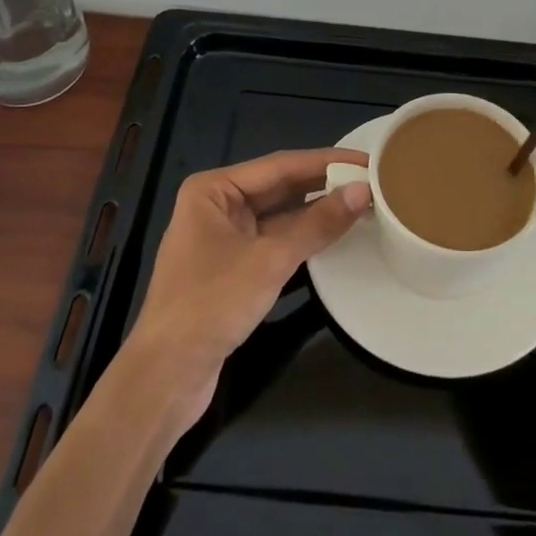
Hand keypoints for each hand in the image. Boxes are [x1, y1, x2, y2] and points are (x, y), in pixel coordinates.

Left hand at [124, 149, 371, 428]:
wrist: (165, 376)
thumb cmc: (211, 304)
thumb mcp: (269, 260)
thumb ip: (317, 224)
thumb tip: (362, 191)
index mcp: (214, 189)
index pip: (280, 165)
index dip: (326, 161)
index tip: (365, 159)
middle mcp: (216, 205)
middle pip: (279, 187)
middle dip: (322, 185)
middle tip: (370, 181)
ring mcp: (222, 238)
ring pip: (278, 216)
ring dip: (315, 212)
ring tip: (360, 204)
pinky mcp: (230, 269)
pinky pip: (273, 241)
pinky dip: (302, 238)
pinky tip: (332, 236)